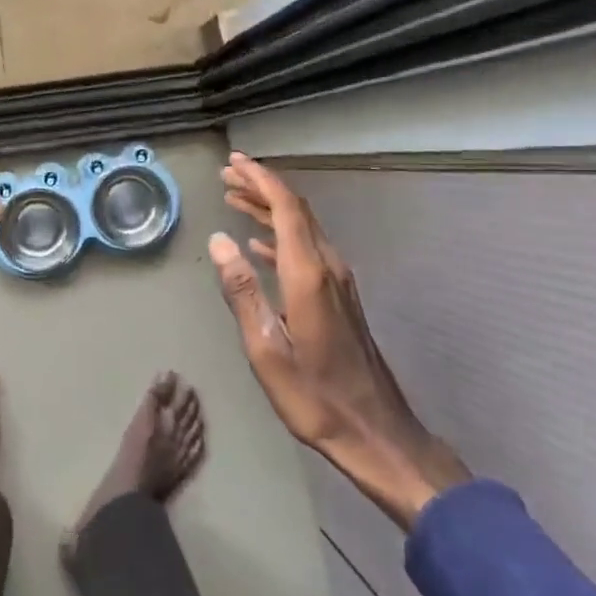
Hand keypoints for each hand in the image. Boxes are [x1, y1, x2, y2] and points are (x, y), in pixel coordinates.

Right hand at [212, 152, 468, 529]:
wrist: (377, 433)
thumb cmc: (315, 396)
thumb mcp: (266, 349)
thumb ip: (242, 290)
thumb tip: (219, 239)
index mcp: (308, 274)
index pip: (286, 208)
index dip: (260, 179)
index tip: (234, 162)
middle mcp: (327, 267)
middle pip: (296, 210)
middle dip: (262, 186)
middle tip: (228, 173)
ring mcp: (338, 282)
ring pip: (303, 228)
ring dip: (270, 208)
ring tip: (235, 197)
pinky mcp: (340, 297)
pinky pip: (307, 249)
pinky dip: (280, 236)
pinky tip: (258, 245)